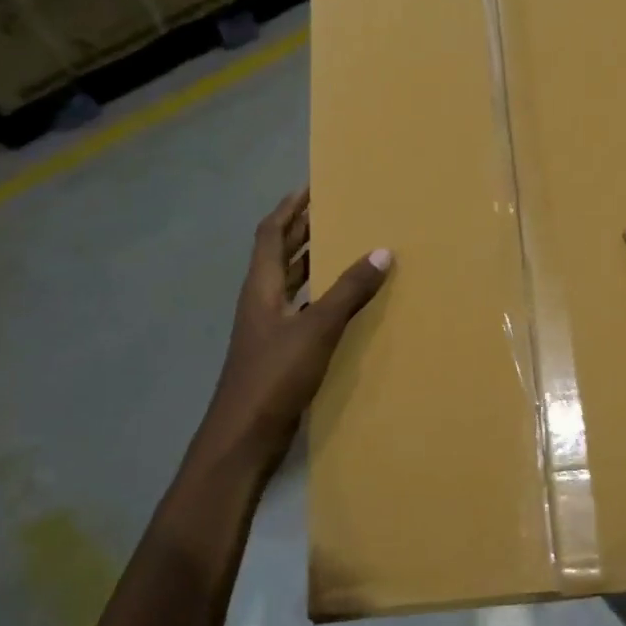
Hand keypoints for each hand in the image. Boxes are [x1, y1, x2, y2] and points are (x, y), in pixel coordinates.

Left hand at [190, 189, 391, 481]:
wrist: (243, 439)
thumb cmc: (274, 377)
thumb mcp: (316, 330)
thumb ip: (348, 291)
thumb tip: (382, 250)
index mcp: (261, 288)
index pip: (271, 234)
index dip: (289, 208)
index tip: (312, 186)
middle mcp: (262, 301)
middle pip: (280, 254)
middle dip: (304, 229)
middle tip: (336, 209)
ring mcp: (269, 329)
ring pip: (292, 283)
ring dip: (313, 262)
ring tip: (346, 246)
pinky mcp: (280, 352)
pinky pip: (303, 310)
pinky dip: (321, 297)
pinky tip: (345, 302)